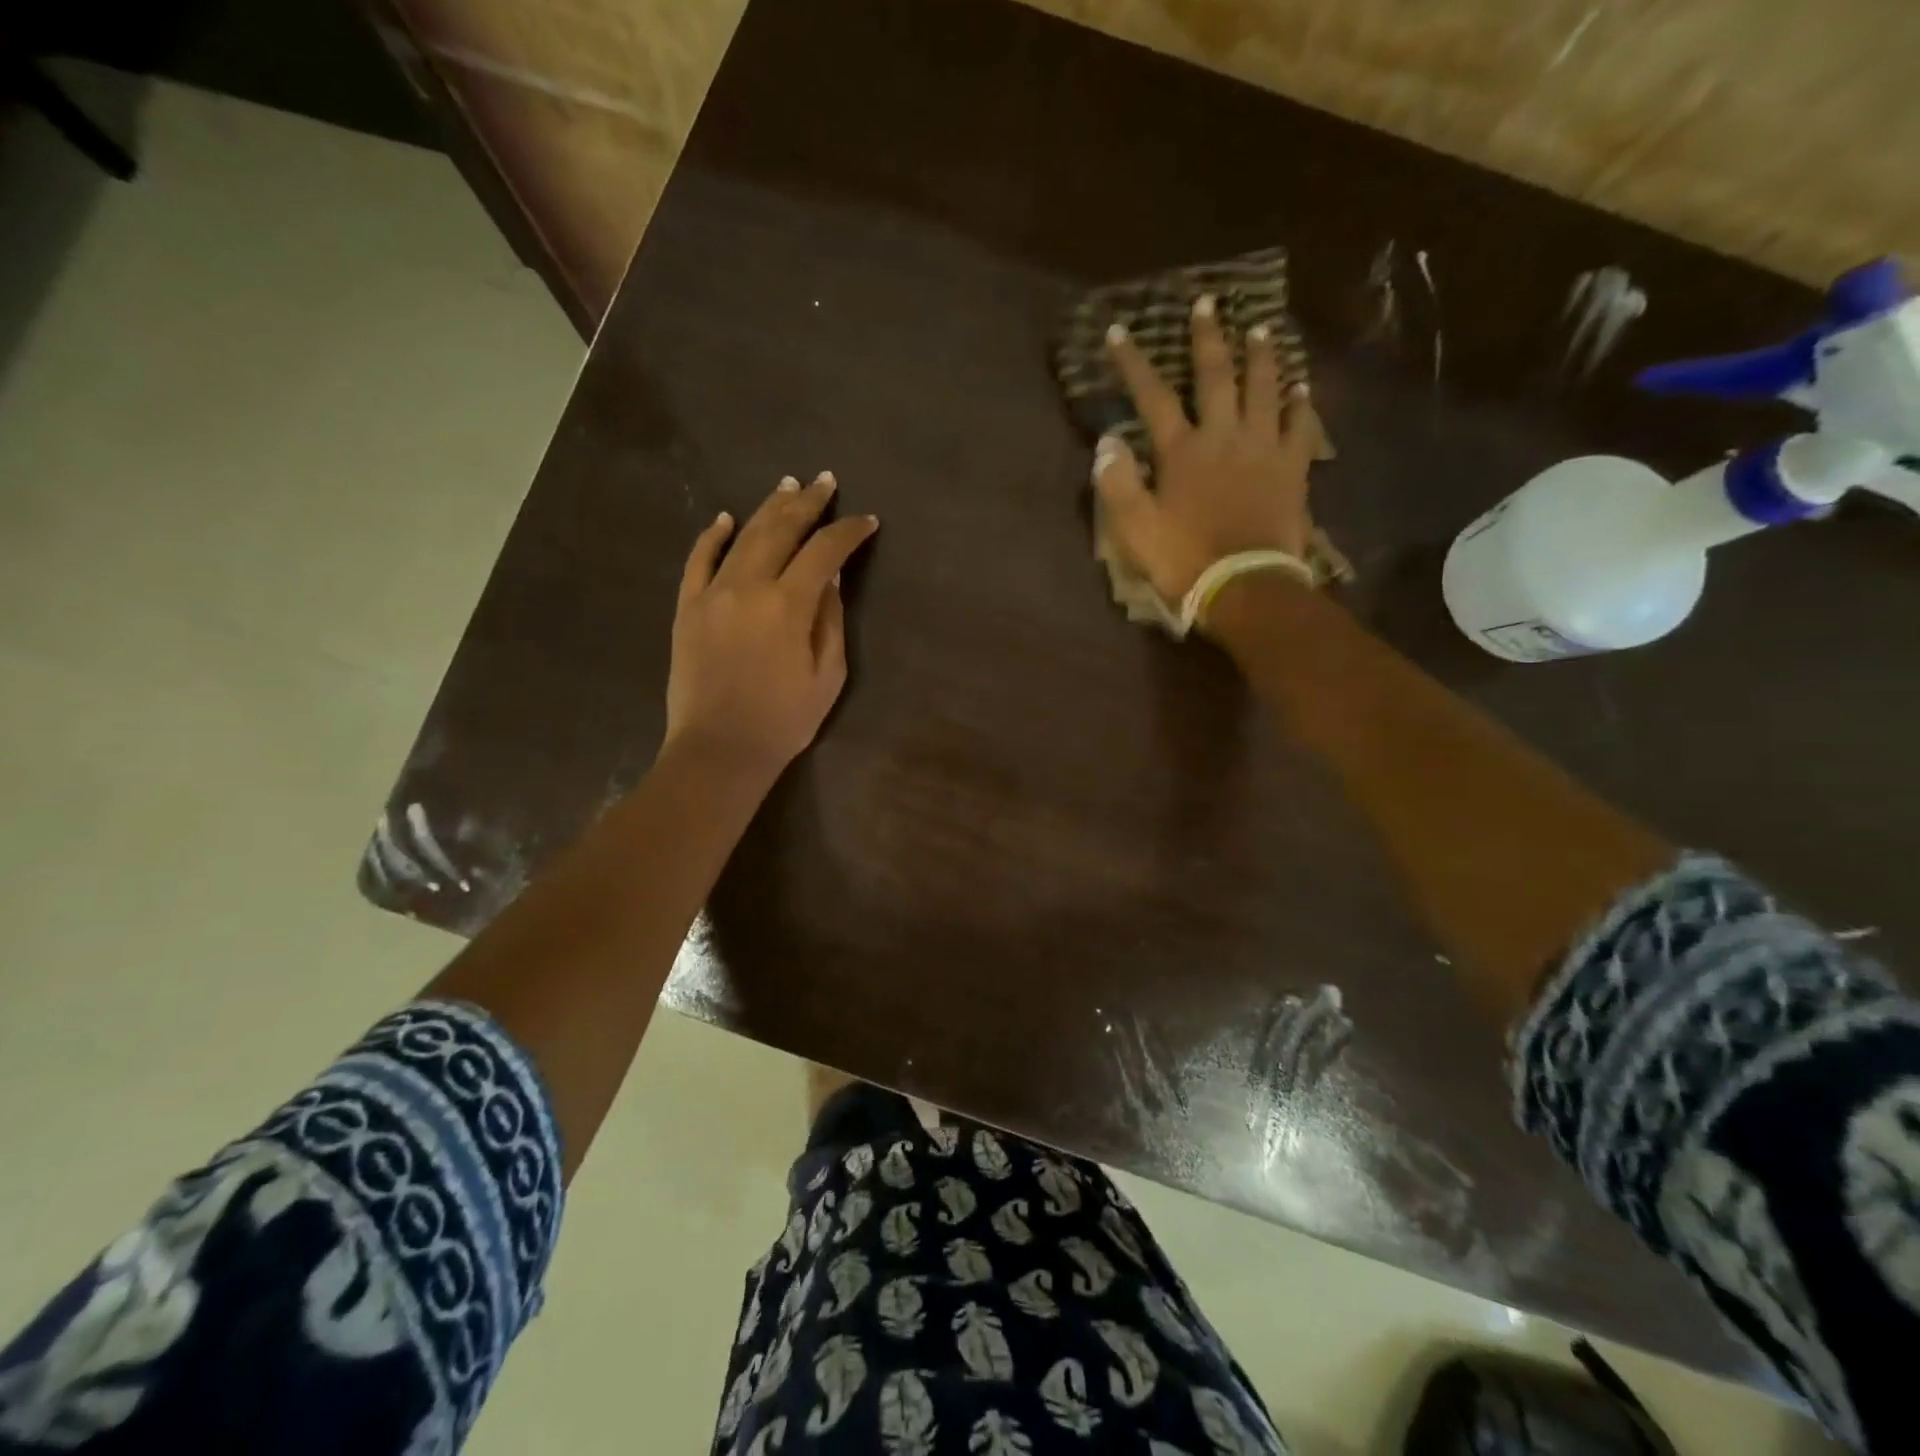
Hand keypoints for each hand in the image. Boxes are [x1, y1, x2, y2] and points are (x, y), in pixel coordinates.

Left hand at [665, 473, 878, 779]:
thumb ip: (830, 620)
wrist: (719, 750)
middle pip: (781, 530)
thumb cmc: (784, 720)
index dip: (848, 532)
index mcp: (788, 605)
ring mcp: (712, 594)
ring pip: (743, 536)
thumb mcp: (826, 676)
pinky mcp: (687, 608)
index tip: (866, 522)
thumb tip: (833, 579)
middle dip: (807, 503)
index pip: (824, 552)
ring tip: (787, 486)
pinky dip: (712, 536)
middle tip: (824, 481)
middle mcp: (748, 586)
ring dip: (768, 508)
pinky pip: (698, 561)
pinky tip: (725, 518)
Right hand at [1092, 295, 1317, 603]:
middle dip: (1207, 338)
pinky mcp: (1292, 468)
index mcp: (1181, 451)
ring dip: (1261, 356)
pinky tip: (1302, 387)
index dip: (1133, 362)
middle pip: (1216, 376)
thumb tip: (1106, 442)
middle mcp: (1223, 436)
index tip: (1120, 330)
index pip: (1152, 396)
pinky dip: (1301, 404)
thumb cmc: (1184, 560)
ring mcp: (1263, 448)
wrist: (1245, 586)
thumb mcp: (1135, 529)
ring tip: (1261, 328)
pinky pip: (1301, 426)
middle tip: (1208, 304)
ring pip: (1265, 388)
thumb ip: (1117, 484)